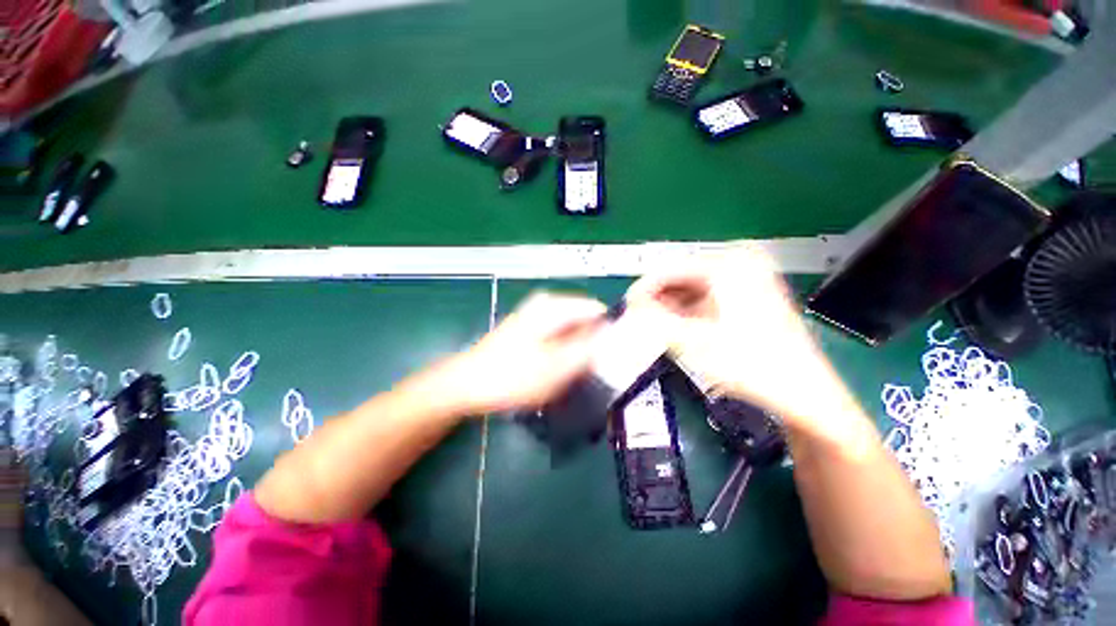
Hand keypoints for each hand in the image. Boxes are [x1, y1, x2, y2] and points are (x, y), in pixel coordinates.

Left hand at [426, 291, 607, 414]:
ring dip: (579, 351)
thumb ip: (589, 349)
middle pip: (584, 320)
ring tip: (576, 375)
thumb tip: (613, 335)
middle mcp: (546, 305)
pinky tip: (559, 371)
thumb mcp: (557, 367)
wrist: (467, 385)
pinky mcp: (530, 331)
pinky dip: (565, 352)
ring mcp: (536, 317)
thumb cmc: (511, 376)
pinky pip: (559, 338)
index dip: (610, 331)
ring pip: (572, 331)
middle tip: (594, 371)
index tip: (615, 356)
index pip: (597, 310)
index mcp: (554, 307)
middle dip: (593, 344)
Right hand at [625, 246, 860, 429]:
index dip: (643, 290)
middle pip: (681, 277)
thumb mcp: (692, 342)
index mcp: (729, 264)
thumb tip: (629, 306)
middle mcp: (740, 262)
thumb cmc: (752, 365)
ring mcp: (749, 276)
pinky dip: (689, 311)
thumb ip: (653, 321)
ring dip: (672, 307)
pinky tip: (682, 329)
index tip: (627, 308)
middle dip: (658, 300)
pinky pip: (707, 295)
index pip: (669, 268)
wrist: (804, 393)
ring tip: (659, 329)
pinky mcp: (751, 292)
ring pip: (692, 287)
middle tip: (641, 322)